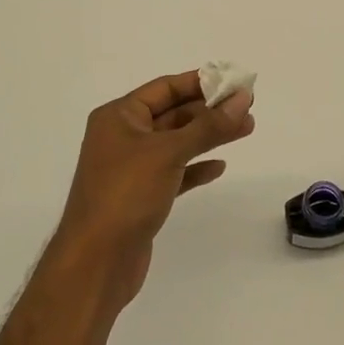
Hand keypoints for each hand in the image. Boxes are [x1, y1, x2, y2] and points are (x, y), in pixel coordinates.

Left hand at [55, 70, 255, 309]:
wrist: (95, 264)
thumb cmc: (126, 195)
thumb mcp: (169, 152)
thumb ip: (209, 126)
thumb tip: (243, 98)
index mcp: (118, 116)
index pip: (165, 88)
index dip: (200, 82)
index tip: (234, 81)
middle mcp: (122, 137)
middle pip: (172, 114)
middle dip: (210, 110)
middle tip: (248, 107)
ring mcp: (131, 168)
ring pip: (176, 143)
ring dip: (209, 136)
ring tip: (246, 129)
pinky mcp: (141, 196)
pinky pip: (174, 172)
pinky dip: (196, 167)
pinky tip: (219, 166)